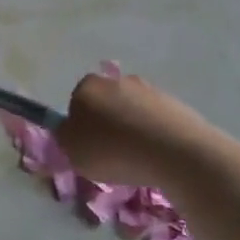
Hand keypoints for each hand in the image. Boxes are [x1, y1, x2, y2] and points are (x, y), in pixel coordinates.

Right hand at [55, 70, 215, 186]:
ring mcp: (148, 89)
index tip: (87, 148)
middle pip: (105, 103)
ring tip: (137, 159)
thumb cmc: (113, 151)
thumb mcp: (72, 152)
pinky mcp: (174, 103)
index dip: (79, 126)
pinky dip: (153, 135)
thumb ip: (65, 137)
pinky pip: (155, 121)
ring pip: (131, 111)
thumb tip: (69, 129)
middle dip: (106, 124)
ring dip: (131, 129)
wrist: (173, 151)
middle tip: (110, 154)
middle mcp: (116, 80)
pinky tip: (157, 156)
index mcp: (87, 87)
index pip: (76, 103)